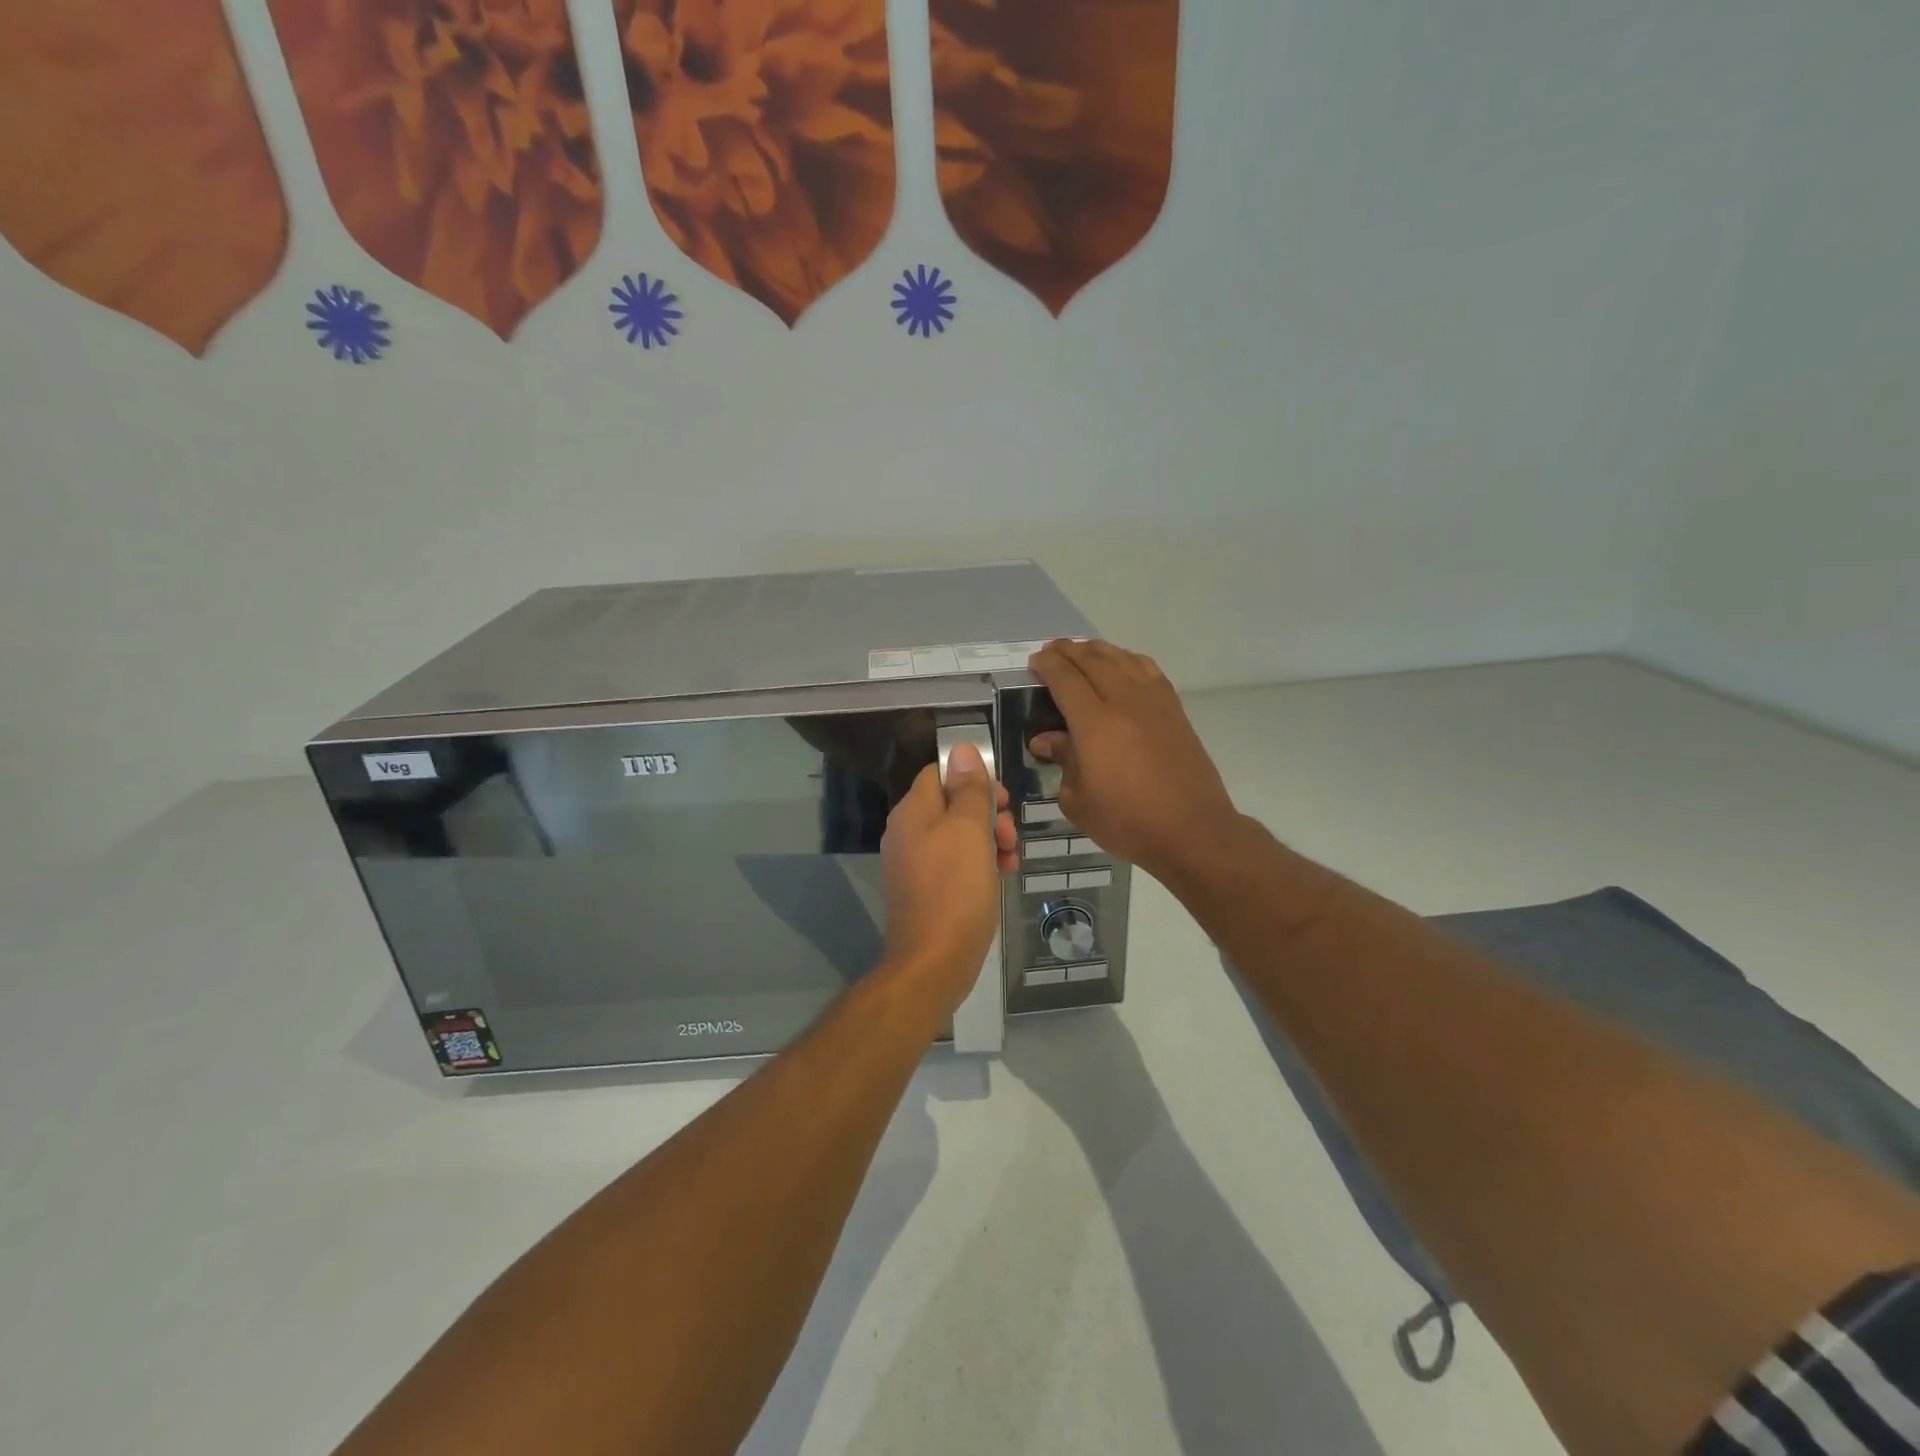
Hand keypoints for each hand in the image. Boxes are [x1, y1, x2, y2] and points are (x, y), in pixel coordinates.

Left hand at [879, 743, 1017, 1009]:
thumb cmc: (955, 888)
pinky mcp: (926, 889)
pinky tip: (1001, 876)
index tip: (1001, 799)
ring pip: (958, 835)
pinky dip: (979, 863)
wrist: (935, 960)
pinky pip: (955, 863)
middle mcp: (907, 833)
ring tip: (1011, 859)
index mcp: (913, 812)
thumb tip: (961, 749)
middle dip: (988, 814)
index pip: (940, 774)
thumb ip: (968, 789)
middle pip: (952, 804)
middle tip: (1010, 834)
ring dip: (990, 839)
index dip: (973, 779)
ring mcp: (915, 863)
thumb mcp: (969, 831)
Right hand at [1027, 639, 1238, 881]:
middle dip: (1069, 650)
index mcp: (1095, 723)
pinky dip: (1128, 659)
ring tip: (1083, 651)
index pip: (1065, 679)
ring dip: (1099, 650)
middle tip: (1052, 651)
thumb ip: (1062, 762)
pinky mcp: (1175, 710)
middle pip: (1093, 660)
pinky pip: (1148, 670)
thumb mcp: (1079, 800)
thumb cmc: (1128, 822)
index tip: (1034, 662)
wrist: (1192, 831)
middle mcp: (1125, 702)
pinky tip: (1122, 665)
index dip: (1047, 665)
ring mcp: (1154, 702)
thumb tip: (1046, 740)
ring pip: (1123, 658)